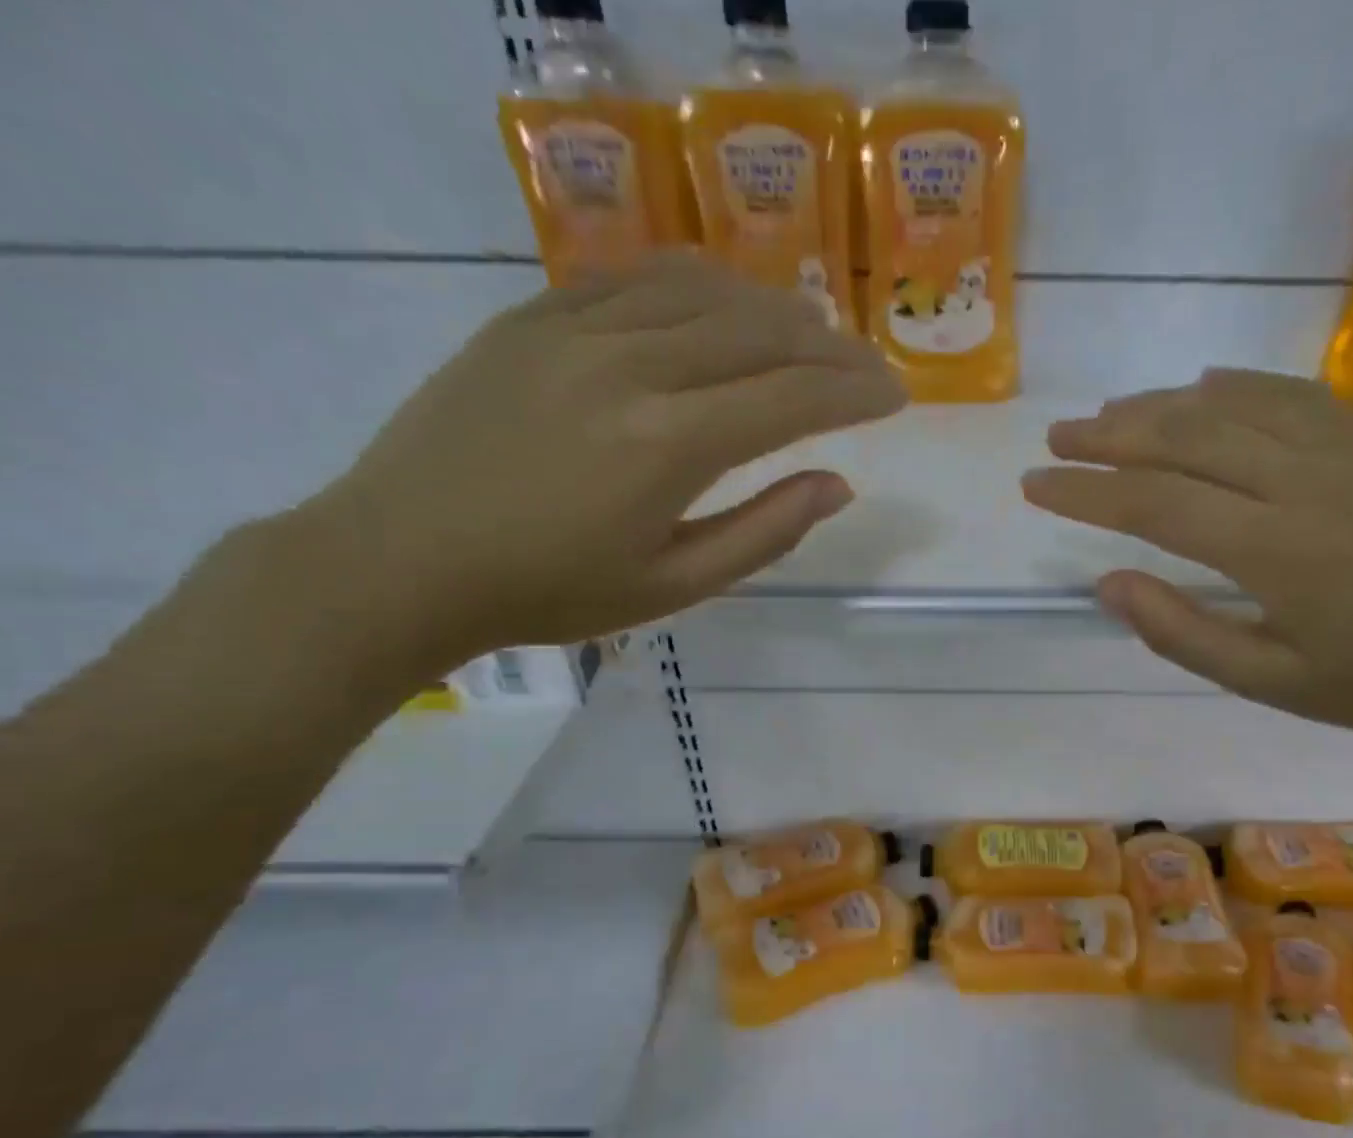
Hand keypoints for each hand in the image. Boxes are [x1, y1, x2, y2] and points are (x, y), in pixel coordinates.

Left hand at [288, 251, 904, 677]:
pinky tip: (725, 302)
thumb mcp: (674, 586)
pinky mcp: (533, 315)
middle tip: (867, 366)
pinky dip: (699, 283)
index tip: (895, 396)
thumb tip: (836, 487)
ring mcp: (575, 329)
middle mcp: (631, 367)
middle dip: (830, 346)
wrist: (405, 558)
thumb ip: (764, 533)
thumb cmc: (552, 592)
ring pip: (705, 291)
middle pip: (760, 331)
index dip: (855, 392)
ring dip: (774, 308)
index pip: (793, 397)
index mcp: (668, 445)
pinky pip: (637, 277)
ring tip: (810, 334)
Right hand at [1021, 368, 1352, 745]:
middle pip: (1184, 439)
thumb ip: (1182, 632)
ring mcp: (1343, 453)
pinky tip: (1204, 386)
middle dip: (1109, 435)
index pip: (1152, 504)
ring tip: (1110, 411)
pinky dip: (1238, 386)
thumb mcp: (1269, 682)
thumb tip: (1109, 584)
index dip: (1085, 493)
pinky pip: (1293, 396)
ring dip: (1161, 405)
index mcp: (1271, 549)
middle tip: (1058, 436)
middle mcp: (1300, 483)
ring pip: (1232, 408)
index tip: (1035, 484)